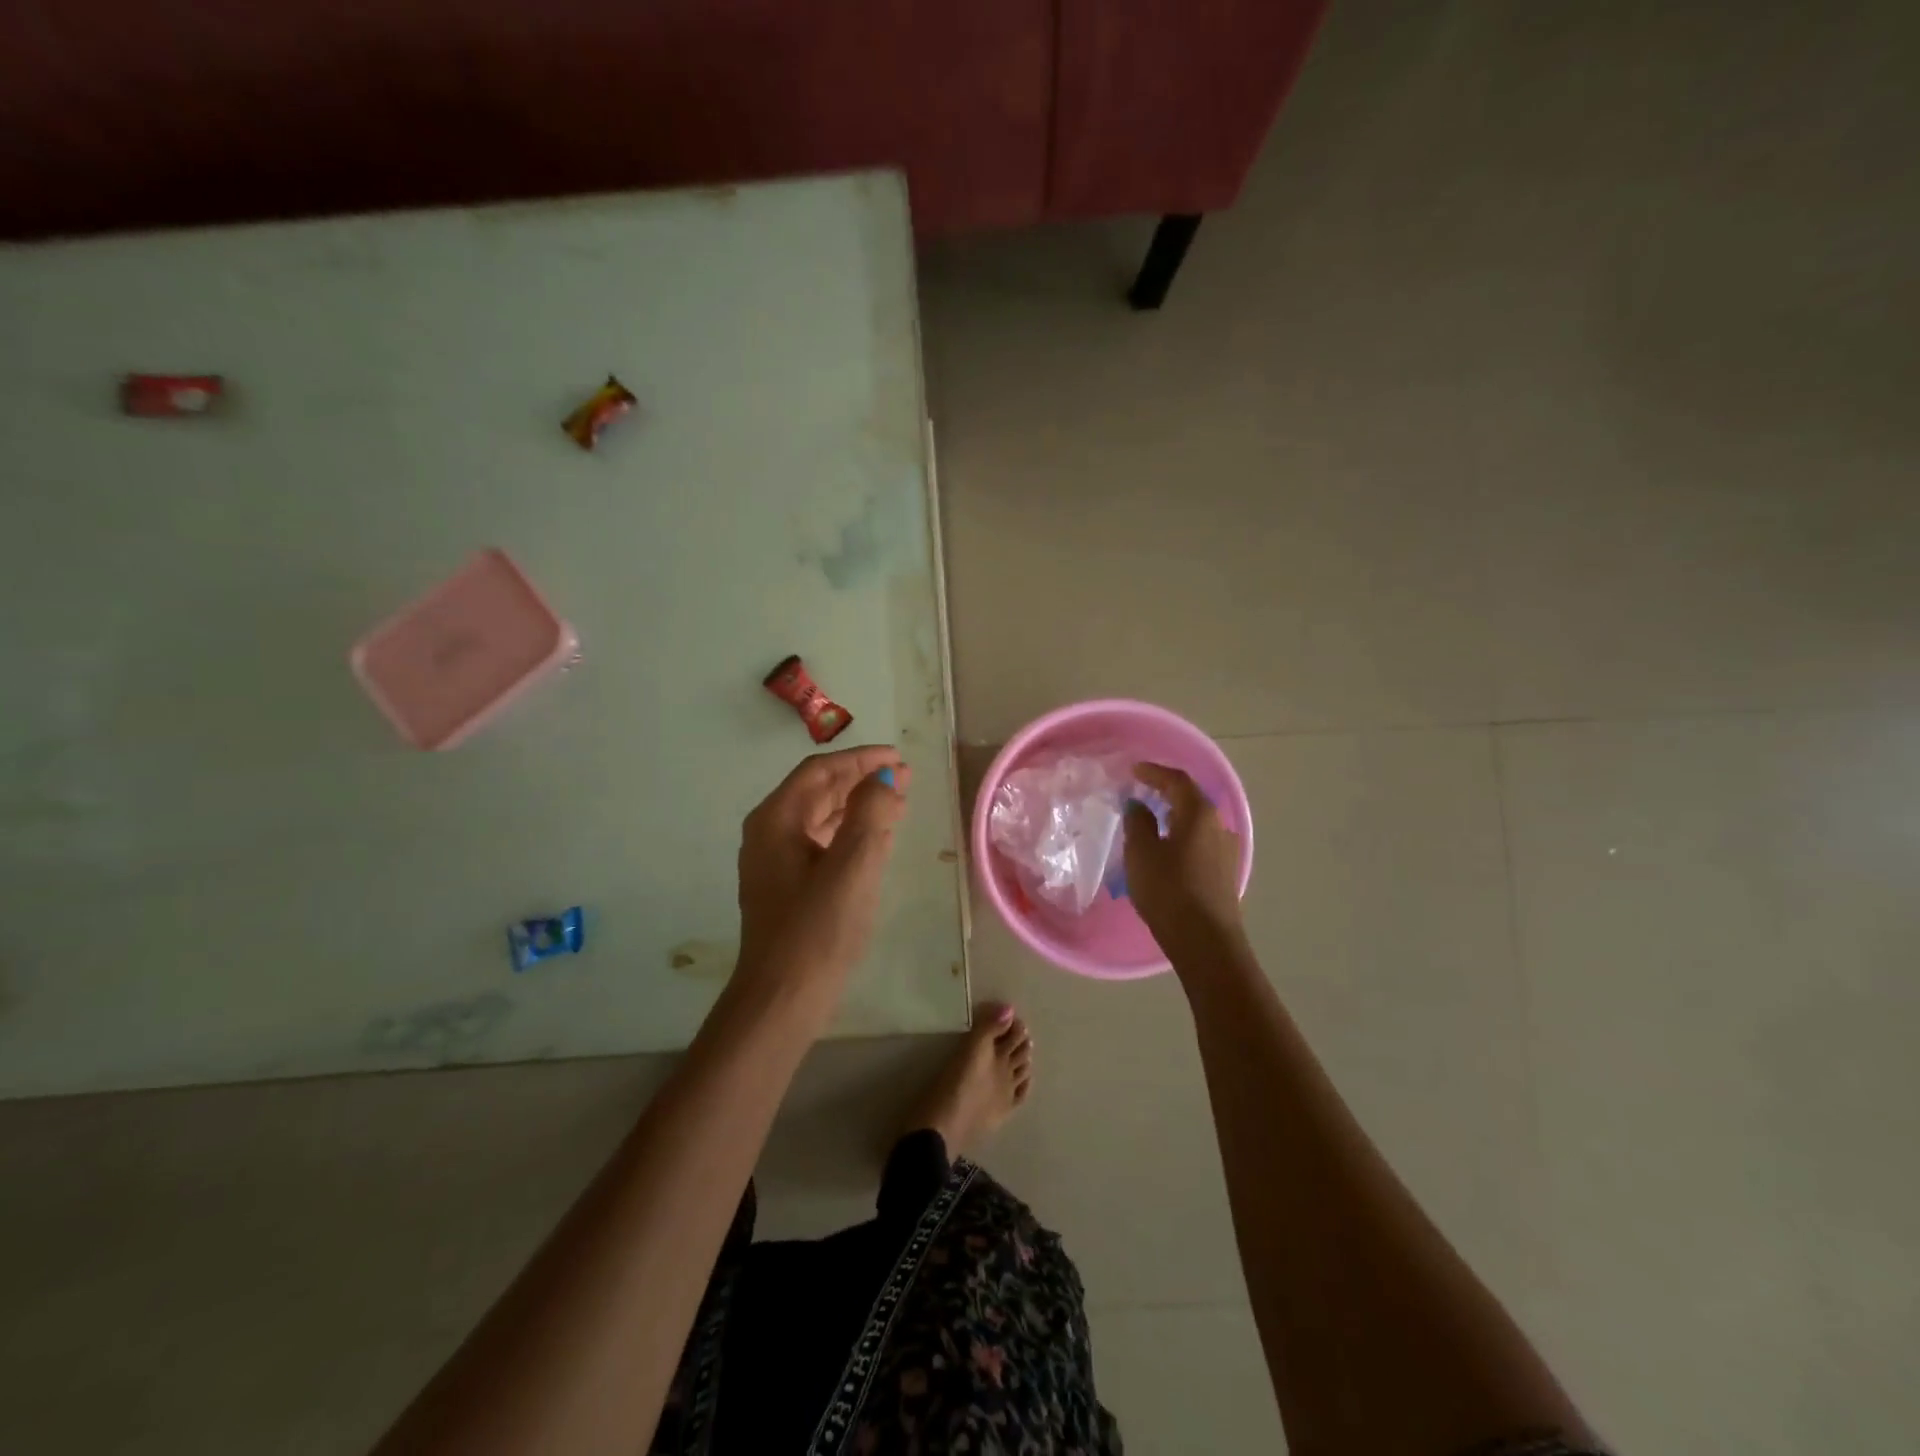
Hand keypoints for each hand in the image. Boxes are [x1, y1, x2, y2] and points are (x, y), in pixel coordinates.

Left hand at [736, 745, 909, 996]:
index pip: (820, 771)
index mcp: (775, 820)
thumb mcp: (853, 865)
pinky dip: (851, 833)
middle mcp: (769, 833)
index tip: (899, 758)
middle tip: (905, 778)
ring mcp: (775, 862)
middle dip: (862, 780)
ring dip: (859, 806)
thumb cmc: (818, 929)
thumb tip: (886, 778)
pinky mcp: (787, 887)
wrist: (784, 998)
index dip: (861, 759)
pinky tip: (878, 839)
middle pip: (818, 791)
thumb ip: (871, 813)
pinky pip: (822, 844)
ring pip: (821, 818)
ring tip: (898, 802)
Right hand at [1123, 762, 1247, 957]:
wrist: (1205, 941)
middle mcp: (1219, 826)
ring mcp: (1225, 850)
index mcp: (1199, 814)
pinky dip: (1182, 836)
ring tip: (1151, 819)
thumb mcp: (1142, 853)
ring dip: (1175, 816)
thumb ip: (1138, 822)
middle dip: (1166, 792)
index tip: (1133, 771)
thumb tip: (1139, 805)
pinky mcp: (1224, 873)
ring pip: (1197, 823)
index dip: (1154, 772)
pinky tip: (1168, 848)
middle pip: (1191, 799)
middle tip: (1141, 791)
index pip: (1177, 781)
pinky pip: (1200, 842)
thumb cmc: (1169, 890)